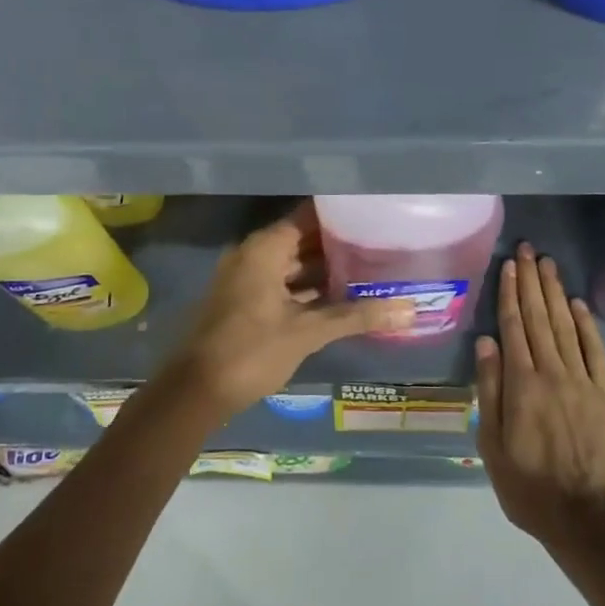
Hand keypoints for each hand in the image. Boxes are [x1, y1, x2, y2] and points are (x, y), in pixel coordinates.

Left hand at [161, 203, 412, 420]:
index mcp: (264, 248)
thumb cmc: (251, 350)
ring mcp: (247, 278)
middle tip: (379, 243)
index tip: (372, 214)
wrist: (195, 391)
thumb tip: (409, 310)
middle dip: (337, 243)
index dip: (340, 214)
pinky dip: (307, 288)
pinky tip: (339, 298)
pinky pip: (282, 283)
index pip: (308, 216)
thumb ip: (357, 316)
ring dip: (324, 268)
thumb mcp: (307, 332)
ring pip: (292, 264)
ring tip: (368, 268)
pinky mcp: (245, 301)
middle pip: (302, 238)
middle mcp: (253, 254)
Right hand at [475, 244, 604, 550]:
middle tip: (527, 249)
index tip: (508, 266)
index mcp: (522, 384)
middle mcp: (552, 372)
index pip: (513, 326)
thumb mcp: (493, 446)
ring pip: (565, 326)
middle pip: (539, 317)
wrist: (588, 519)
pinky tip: (578, 303)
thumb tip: (486, 343)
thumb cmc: (530, 487)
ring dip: (555, 292)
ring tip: (547, 264)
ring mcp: (582, 381)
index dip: (510, 293)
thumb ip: (490, 391)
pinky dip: (586, 324)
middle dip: (531, 281)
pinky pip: (595, 350)